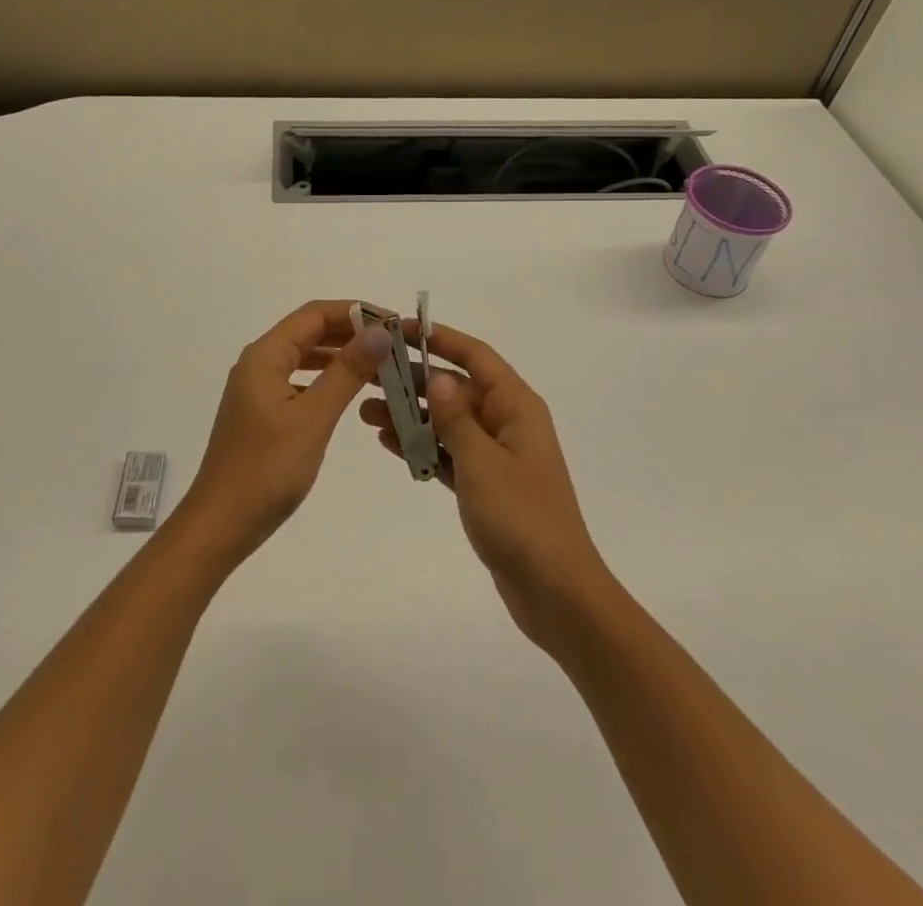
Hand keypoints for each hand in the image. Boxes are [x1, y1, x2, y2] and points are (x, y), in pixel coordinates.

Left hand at [181, 300, 394, 566]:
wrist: (221, 525)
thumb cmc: (267, 469)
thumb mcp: (313, 417)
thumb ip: (347, 371)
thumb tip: (380, 331)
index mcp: (265, 356)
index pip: (314, 314)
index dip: (355, 311)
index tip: (393, 322)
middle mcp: (259, 364)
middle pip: (310, 332)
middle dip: (351, 332)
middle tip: (394, 345)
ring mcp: (259, 389)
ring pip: (306, 357)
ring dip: (341, 356)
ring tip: (381, 366)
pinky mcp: (263, 413)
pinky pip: (301, 381)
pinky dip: (327, 380)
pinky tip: (350, 393)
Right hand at [362, 322, 611, 652]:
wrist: (555, 593)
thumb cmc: (521, 519)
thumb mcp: (482, 462)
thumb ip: (456, 417)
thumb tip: (437, 377)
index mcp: (517, 407)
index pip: (476, 356)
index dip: (439, 338)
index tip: (399, 329)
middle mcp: (508, 423)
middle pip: (457, 388)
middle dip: (415, 381)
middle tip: (370, 376)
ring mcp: (498, 456)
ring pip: (449, 422)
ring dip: (412, 416)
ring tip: (367, 413)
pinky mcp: (487, 487)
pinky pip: (450, 454)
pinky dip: (423, 447)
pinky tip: (389, 443)